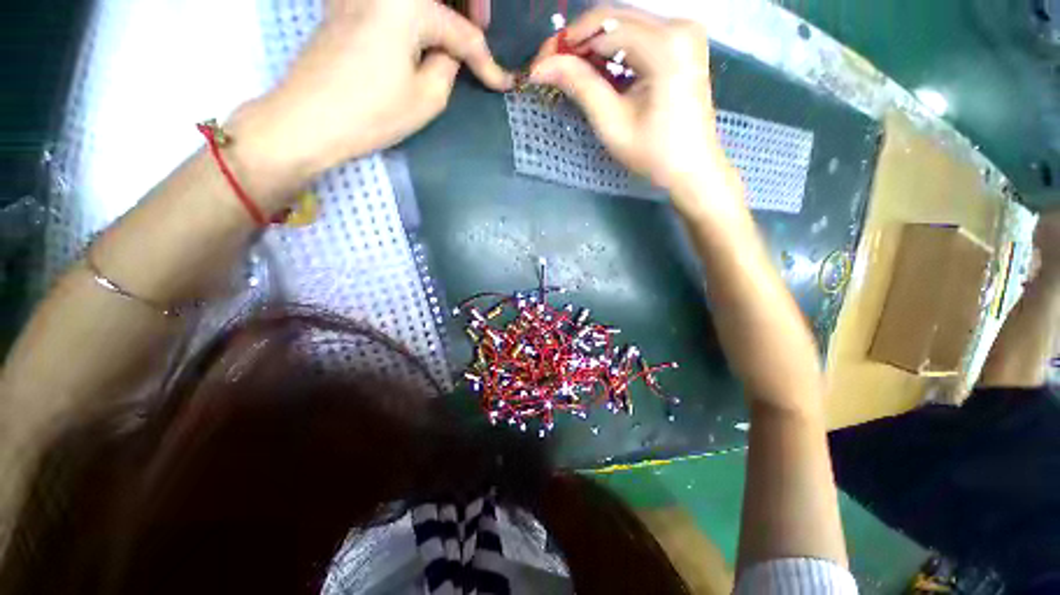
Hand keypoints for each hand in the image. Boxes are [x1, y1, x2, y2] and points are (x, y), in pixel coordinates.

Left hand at [242, 0, 511, 181]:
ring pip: (414, 0)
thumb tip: (450, 54)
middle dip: (467, 6)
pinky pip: (391, 4)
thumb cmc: (372, 111)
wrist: (308, 118)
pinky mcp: (344, 5)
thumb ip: (448, 68)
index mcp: (409, 4)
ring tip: (457, 29)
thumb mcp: (427, 97)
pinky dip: (414, 12)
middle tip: (485, 24)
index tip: (503, 83)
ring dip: (440, 7)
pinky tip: (423, 29)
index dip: (486, 61)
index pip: (461, 33)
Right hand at [529, 7, 740, 211]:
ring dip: (592, 47)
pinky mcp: (681, 44)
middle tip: (550, 68)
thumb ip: (580, 85)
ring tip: (568, 73)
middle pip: (614, 19)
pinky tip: (597, 73)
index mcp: (665, 44)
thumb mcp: (612, 122)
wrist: (692, 169)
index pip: (603, 24)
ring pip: (623, 26)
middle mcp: (678, 26)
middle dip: (577, 43)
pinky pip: (637, 37)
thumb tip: (541, 66)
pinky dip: (612, 52)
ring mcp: (683, 33)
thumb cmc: (654, 153)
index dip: (566, 41)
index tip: (540, 64)